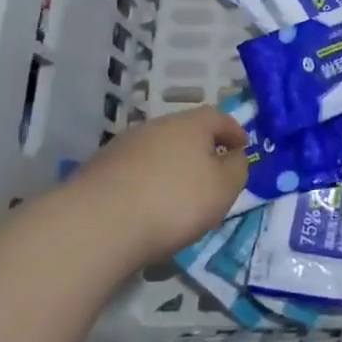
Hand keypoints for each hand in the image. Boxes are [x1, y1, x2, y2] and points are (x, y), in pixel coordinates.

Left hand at [64, 107, 246, 262]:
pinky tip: (147, 207)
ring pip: (157, 150)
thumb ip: (237, 169)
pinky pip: (134, 171)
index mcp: (191, 124)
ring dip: (171, 166)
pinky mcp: (99, 170)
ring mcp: (123, 146)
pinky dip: (146, 182)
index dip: (234, 131)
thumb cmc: (175, 201)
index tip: (243, 147)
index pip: (218, 117)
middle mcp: (156, 126)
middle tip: (211, 173)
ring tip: (178, 195)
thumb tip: (235, 156)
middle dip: (200, 149)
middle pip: (185, 132)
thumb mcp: (223, 188)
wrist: (98, 224)